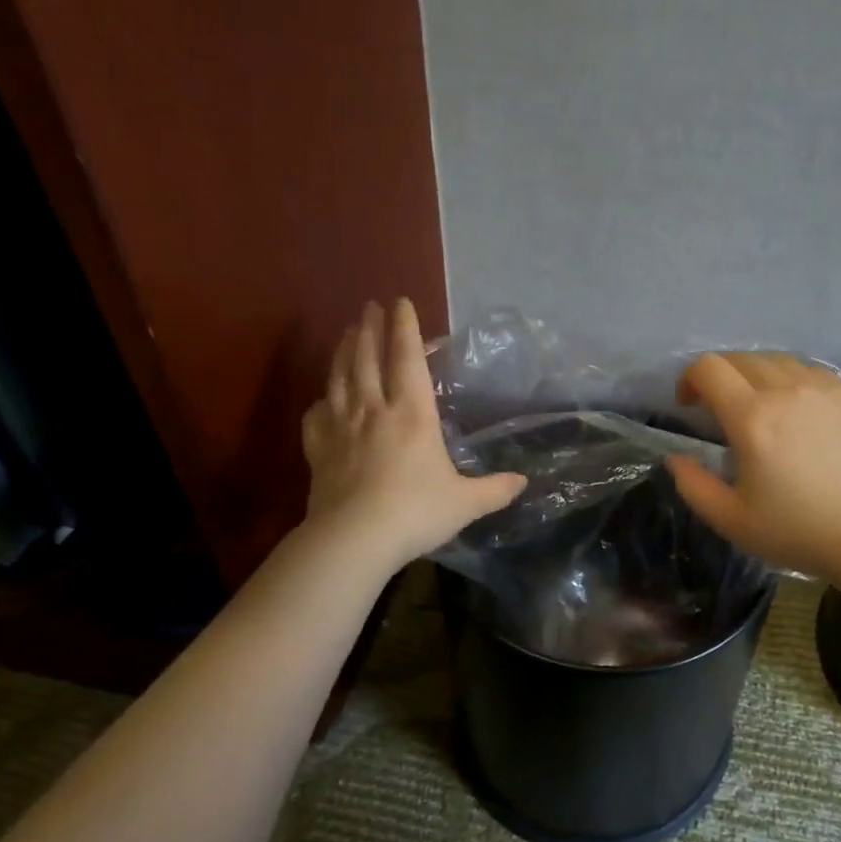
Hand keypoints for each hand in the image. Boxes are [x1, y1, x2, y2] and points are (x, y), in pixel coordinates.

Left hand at [301, 298, 525, 569]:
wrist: (354, 539)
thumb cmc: (416, 512)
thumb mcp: (466, 503)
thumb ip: (495, 489)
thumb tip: (523, 482)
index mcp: (412, 414)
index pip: (407, 358)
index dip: (405, 328)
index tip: (401, 302)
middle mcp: (374, 410)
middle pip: (367, 358)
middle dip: (369, 328)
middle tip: (369, 307)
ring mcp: (341, 428)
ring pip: (339, 378)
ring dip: (343, 351)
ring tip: (346, 333)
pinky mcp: (318, 450)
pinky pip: (317, 416)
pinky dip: (321, 401)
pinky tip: (323, 399)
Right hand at [666, 352, 840, 577]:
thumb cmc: (796, 531)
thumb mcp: (730, 519)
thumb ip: (693, 485)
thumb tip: (676, 458)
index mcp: (752, 418)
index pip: (709, 368)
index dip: (689, 379)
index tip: (689, 406)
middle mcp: (786, 391)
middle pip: (741, 359)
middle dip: (719, 377)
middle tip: (718, 408)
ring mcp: (823, 389)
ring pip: (776, 360)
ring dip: (754, 375)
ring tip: (757, 405)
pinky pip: (809, 370)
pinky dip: (790, 379)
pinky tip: (794, 408)